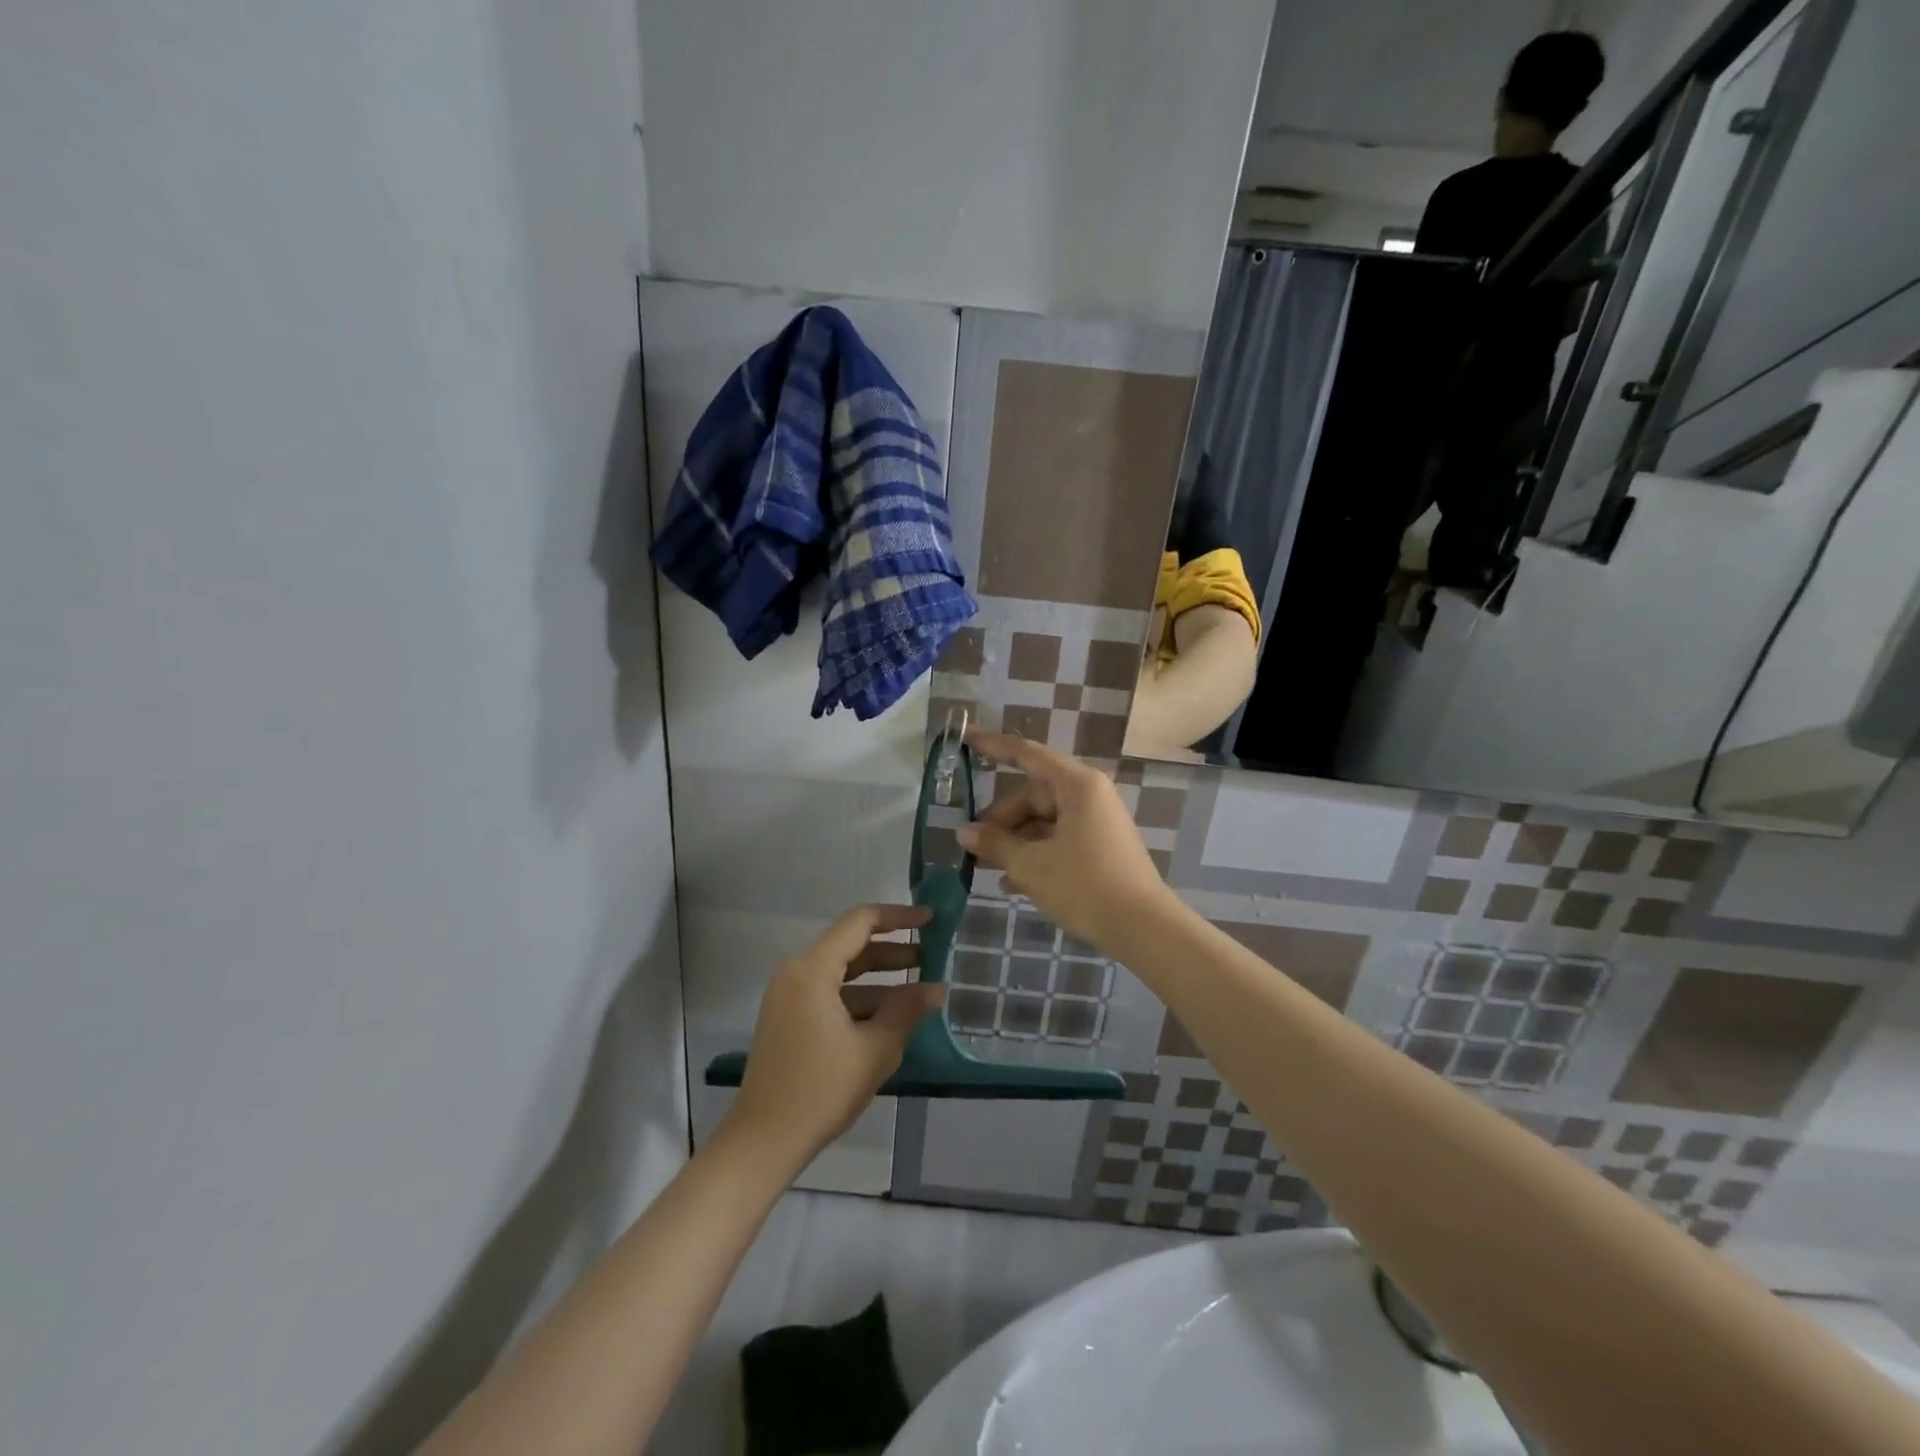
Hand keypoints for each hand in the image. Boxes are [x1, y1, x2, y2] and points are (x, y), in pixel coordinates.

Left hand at [722, 904, 943, 1164]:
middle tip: (932, 956)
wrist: (763, 1141)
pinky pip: (830, 994)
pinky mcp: (789, 1019)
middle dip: (893, 950)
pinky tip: (891, 1017)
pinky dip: (861, 999)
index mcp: (812, 970)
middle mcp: (797, 973)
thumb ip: (907, 1011)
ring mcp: (789, 997)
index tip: (931, 920)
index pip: (860, 922)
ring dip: (880, 978)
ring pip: (842, 973)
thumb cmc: (821, 1089)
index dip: (899, 917)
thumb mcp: (874, 1049)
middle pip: (851, 946)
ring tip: (919, 990)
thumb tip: (935, 989)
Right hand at [957, 729, 1172, 948]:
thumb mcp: (1031, 865)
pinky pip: (1058, 840)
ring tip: (986, 867)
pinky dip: (1035, 855)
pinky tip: (1011, 883)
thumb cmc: (1085, 885)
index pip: (1028, 754)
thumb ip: (995, 844)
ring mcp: (1097, 822)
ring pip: (1044, 821)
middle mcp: (1089, 795)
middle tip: (972, 845)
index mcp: (1077, 785)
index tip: (966, 739)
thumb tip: (965, 832)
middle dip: (1001, 820)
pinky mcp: (1100, 848)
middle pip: (1033, 796)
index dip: (994, 746)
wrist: (1142, 929)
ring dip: (1015, 842)